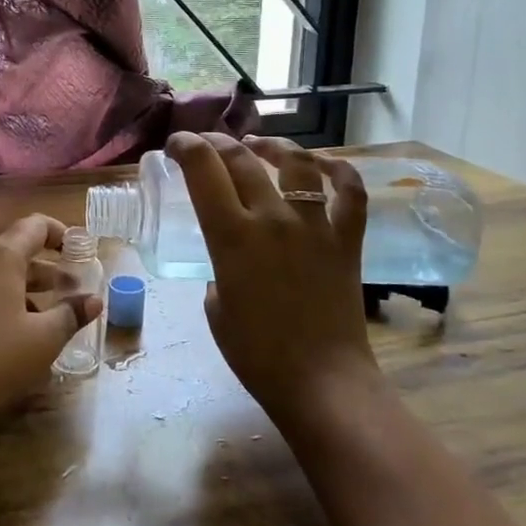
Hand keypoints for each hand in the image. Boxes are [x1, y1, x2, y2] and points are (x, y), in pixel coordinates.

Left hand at [0, 214, 101, 435]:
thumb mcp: (44, 340)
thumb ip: (71, 314)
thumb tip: (93, 300)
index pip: (35, 225)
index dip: (61, 234)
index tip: (79, 252)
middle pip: (12, 250)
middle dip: (44, 268)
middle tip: (68, 290)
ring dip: (20, 287)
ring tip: (42, 316)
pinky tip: (7, 335)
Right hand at [166, 133, 376, 429]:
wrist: (321, 382)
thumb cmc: (257, 354)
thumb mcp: (215, 309)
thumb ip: (216, 272)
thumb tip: (227, 264)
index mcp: (232, 236)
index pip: (203, 169)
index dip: (185, 147)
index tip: (176, 147)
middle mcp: (273, 218)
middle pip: (241, 158)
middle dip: (216, 142)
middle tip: (205, 145)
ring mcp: (314, 225)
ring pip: (296, 162)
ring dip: (273, 145)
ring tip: (259, 145)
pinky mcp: (346, 239)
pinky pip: (350, 192)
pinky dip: (338, 171)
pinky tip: (322, 165)